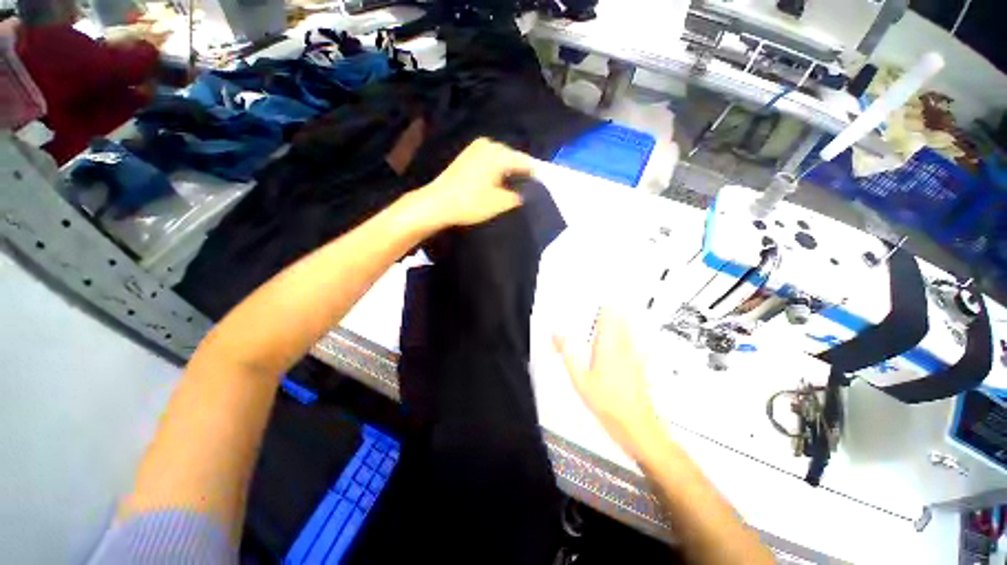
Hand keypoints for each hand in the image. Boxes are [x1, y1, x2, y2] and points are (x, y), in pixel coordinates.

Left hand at [418, 138, 532, 228]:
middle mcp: (489, 144)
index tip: (543, 187)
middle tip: (530, 189)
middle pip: (513, 158)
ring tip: (516, 187)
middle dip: (521, 172)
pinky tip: (499, 182)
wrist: (437, 203)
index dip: (535, 175)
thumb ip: (517, 196)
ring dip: (509, 172)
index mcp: (499, 153)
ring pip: (501, 159)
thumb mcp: (500, 203)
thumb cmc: (471, 203)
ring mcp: (476, 148)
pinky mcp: (467, 155)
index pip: (525, 162)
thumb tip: (524, 193)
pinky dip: (497, 170)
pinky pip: (490, 160)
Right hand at [554, 310, 661, 460]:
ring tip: (615, 309)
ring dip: (621, 317)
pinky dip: (629, 333)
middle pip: (620, 319)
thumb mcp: (580, 379)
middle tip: (606, 298)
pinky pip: (634, 342)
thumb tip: (557, 333)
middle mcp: (624, 347)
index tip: (600, 292)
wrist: (637, 426)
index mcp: (608, 346)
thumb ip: (568, 353)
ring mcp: (634, 356)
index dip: (605, 302)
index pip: (608, 316)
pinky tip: (628, 336)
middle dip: (613, 307)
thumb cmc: (608, 403)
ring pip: (628, 329)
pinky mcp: (640, 365)